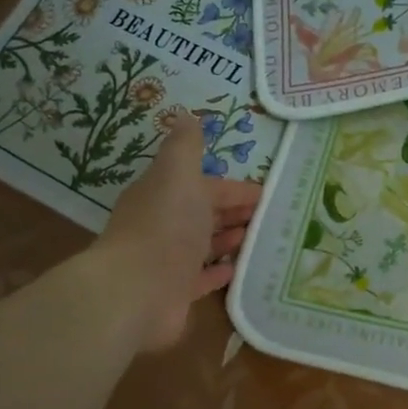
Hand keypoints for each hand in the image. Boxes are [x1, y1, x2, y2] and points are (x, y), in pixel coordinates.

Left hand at [86, 115, 261, 353]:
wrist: (136, 290)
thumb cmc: (165, 226)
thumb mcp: (178, 174)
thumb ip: (186, 147)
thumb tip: (188, 116)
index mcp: (164, 194)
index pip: (205, 186)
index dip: (235, 188)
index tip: (267, 193)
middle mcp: (164, 225)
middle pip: (205, 214)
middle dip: (235, 212)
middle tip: (271, 217)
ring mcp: (168, 260)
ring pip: (204, 244)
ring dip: (229, 239)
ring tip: (261, 240)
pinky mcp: (175, 292)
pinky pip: (202, 278)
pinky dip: (219, 271)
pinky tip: (238, 269)